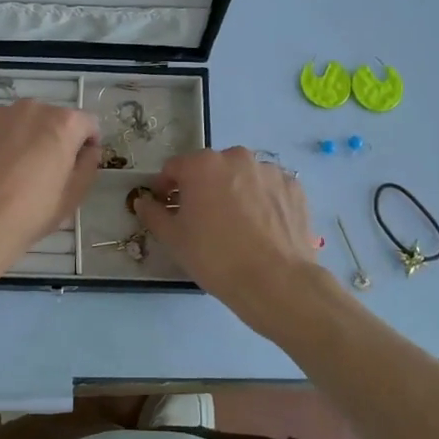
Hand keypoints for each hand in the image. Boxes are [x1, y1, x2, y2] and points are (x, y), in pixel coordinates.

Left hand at [0, 99, 98, 270]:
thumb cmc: (29, 214)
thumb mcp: (73, 197)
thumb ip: (88, 165)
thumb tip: (87, 150)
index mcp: (63, 123)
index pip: (86, 123)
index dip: (85, 143)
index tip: (76, 164)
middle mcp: (30, 108)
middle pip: (49, 118)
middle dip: (49, 138)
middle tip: (39, 171)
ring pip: (16, 121)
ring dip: (19, 138)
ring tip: (7, 172)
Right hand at [132, 148, 330, 338]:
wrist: (275, 281)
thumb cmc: (215, 257)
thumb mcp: (173, 239)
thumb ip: (153, 214)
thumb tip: (144, 201)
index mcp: (202, 165)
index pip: (174, 168)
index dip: (166, 188)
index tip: (167, 208)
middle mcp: (237, 158)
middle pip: (210, 168)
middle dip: (202, 188)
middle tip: (202, 219)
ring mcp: (269, 170)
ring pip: (242, 177)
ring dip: (233, 192)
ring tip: (236, 226)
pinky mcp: (294, 187)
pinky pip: (268, 188)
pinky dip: (261, 201)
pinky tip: (261, 228)